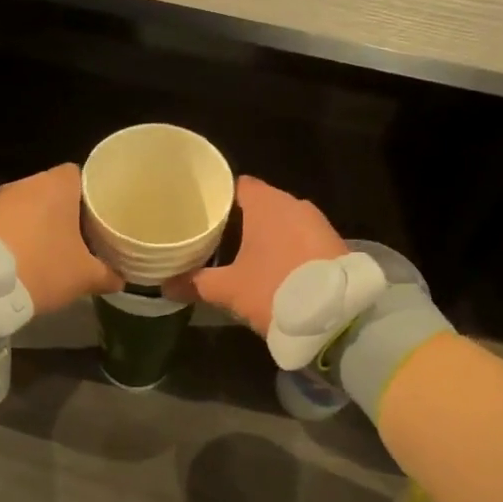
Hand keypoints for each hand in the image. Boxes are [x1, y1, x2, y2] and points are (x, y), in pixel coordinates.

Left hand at [0, 164, 120, 315]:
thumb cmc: (43, 267)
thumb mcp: (85, 277)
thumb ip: (108, 274)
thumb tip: (121, 279)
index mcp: (57, 185)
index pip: (80, 174)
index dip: (92, 193)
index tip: (100, 214)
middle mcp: (27, 183)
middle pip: (54, 191)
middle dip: (67, 211)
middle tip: (83, 235)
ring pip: (29, 206)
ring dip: (39, 223)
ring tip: (53, 248)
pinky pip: (8, 221)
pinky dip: (18, 234)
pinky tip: (25, 256)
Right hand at [165, 175, 344, 335]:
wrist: (338, 316)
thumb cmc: (275, 289)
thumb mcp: (229, 290)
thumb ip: (196, 283)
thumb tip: (165, 285)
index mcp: (267, 204)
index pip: (238, 185)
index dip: (219, 196)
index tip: (202, 211)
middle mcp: (294, 204)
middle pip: (261, 203)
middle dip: (240, 219)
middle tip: (215, 237)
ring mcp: (318, 223)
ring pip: (283, 222)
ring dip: (266, 235)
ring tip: (241, 254)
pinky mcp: (334, 244)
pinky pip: (301, 238)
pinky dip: (287, 247)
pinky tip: (274, 267)